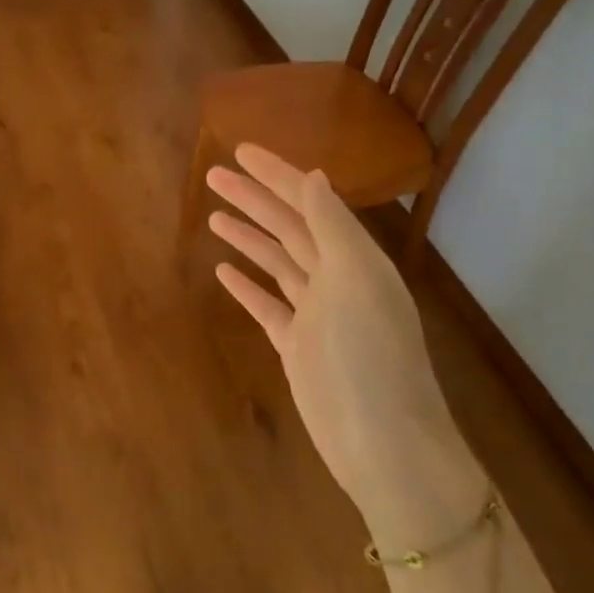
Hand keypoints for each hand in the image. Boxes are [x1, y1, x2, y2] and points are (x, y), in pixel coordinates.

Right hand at [207, 144, 481, 541]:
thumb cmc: (370, 356)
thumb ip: (332, 227)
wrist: (381, 441)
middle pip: (289, 228)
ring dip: (248, 237)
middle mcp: (337, 279)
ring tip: (213, 214)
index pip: (310, 203)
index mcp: (356, 258)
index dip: (276, 175)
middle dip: (253, 200)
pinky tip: (224, 272)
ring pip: (277, 263)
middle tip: (212, 176)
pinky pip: (268, 306)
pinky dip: (248, 287)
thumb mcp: (356, 280)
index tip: (239, 151)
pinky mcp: (298, 347)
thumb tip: (313, 178)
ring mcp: (316, 314)